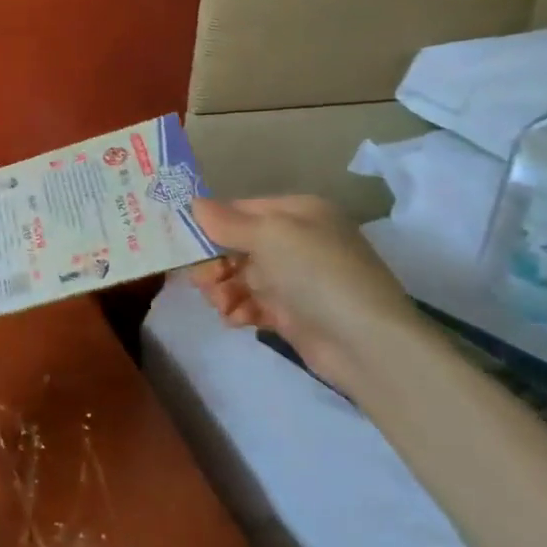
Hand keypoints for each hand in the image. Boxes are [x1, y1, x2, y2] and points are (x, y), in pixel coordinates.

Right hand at [188, 195, 423, 393]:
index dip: (209, 224)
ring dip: (223, 290)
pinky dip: (239, 310)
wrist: (366, 343)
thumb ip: (227, 222)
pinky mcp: (291, 313)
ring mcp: (294, 279)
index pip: (240, 210)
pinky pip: (251, 304)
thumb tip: (194, 204)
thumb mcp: (270, 236)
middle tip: (204, 281)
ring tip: (223, 306)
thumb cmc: (317, 274)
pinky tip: (236, 319)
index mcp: (297, 213)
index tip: (180, 242)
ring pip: (239, 277)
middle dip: (213, 263)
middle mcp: (296, 241)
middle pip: (235, 245)